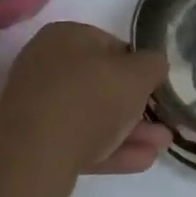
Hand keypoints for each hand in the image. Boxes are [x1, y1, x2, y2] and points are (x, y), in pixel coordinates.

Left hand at [0, 22, 173, 181]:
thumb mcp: (137, 74)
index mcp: (65, 36)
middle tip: (163, 121)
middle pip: (101, 83)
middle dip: (136, 104)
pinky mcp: (35, 143)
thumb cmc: (89, 99)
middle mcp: (46, 64)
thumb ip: (153, 64)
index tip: (155, 87)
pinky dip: (110, 148)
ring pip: (92, 115)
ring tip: (161, 145)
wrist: (33, 158)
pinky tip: (142, 161)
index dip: (138, 66)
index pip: (112, 45)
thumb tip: (154, 65)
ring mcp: (38, 105)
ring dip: (129, 129)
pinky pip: (79, 140)